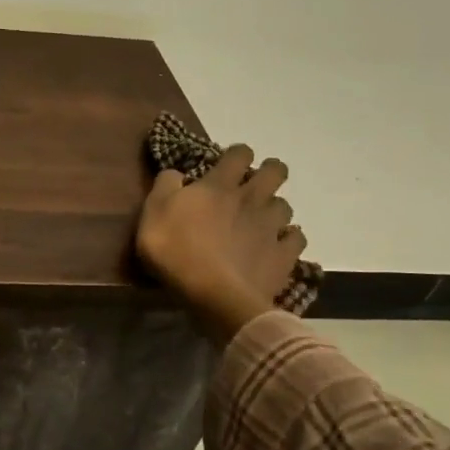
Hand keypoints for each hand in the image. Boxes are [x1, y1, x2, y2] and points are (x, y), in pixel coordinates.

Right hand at [136, 144, 306, 342]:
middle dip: (270, 172)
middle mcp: (251, 199)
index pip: (239, 154)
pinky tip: (278, 246)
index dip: (237, 154)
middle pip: (275, 172)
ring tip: (262, 220)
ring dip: (274, 209)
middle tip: (256, 184)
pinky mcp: (283, 256)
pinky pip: (296, 239)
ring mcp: (271, 227)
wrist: (213, 295)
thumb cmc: (175, 250)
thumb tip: (176, 172)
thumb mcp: (153, 212)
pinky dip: (288, 240)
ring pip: (285, 206)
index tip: (229, 163)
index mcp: (219, 185)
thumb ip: (165, 186)